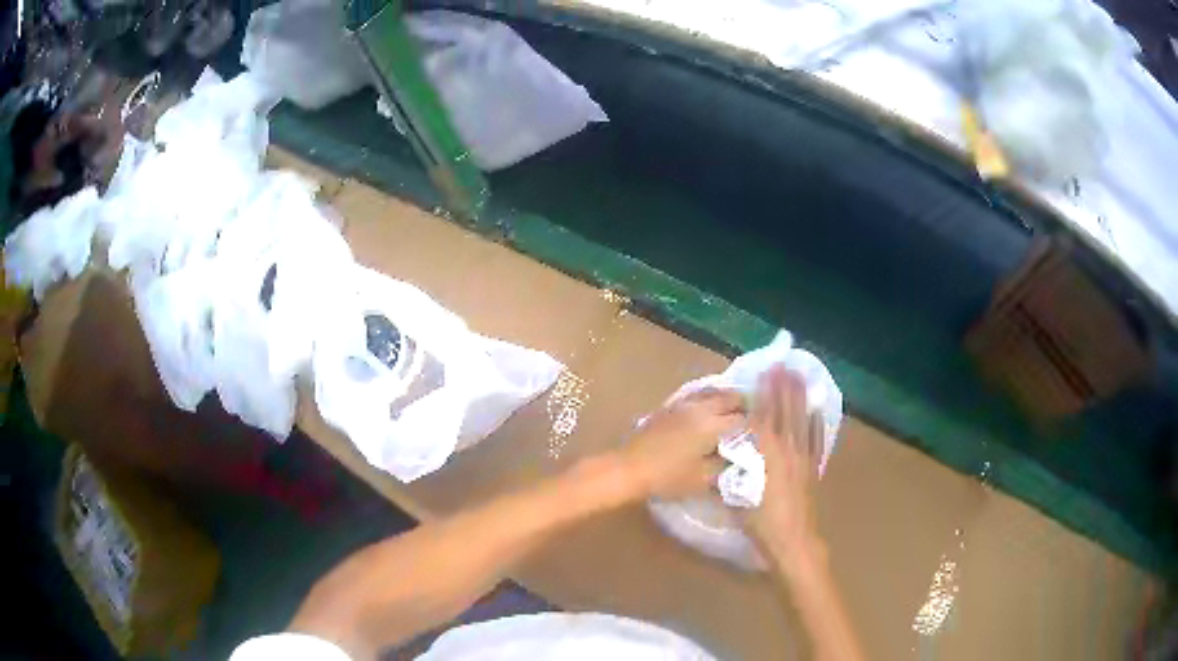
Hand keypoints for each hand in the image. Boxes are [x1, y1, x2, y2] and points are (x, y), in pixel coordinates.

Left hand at [619, 388, 744, 500]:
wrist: (629, 469)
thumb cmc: (668, 477)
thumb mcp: (703, 480)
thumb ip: (726, 467)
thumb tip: (743, 460)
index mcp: (713, 424)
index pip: (743, 419)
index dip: (755, 427)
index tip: (761, 436)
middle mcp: (701, 408)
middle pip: (731, 398)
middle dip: (743, 407)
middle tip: (750, 422)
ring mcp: (684, 404)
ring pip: (714, 392)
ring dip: (727, 400)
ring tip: (733, 414)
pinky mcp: (670, 406)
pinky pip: (697, 395)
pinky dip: (709, 399)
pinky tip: (709, 411)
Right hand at [743, 366, 825, 561]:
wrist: (793, 541)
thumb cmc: (761, 522)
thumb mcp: (737, 497)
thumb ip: (731, 473)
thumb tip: (723, 454)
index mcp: (767, 454)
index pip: (764, 417)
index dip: (764, 394)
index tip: (763, 372)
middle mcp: (788, 449)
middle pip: (785, 412)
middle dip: (783, 387)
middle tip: (783, 364)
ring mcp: (804, 457)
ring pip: (802, 420)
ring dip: (800, 397)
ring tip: (799, 376)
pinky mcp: (812, 468)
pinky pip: (815, 439)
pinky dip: (815, 422)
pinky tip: (816, 410)